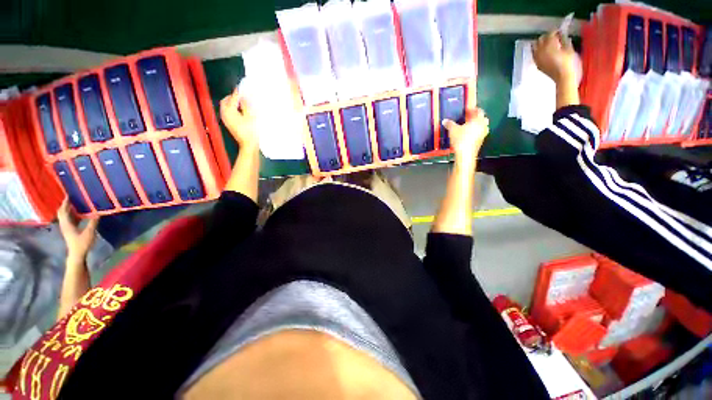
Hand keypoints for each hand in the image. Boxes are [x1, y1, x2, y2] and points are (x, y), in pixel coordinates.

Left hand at [57, 198, 98, 263]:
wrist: (77, 254)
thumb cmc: (82, 243)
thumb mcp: (89, 233)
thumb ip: (93, 222)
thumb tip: (98, 213)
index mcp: (67, 223)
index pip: (64, 210)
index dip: (65, 202)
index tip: (69, 195)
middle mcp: (64, 224)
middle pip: (62, 212)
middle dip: (65, 205)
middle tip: (71, 198)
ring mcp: (66, 228)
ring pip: (65, 216)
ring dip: (68, 209)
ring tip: (75, 204)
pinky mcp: (69, 230)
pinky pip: (69, 219)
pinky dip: (72, 214)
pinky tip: (79, 214)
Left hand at [220, 87, 257, 147]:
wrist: (248, 144)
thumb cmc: (250, 131)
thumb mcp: (251, 116)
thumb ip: (246, 104)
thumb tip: (244, 96)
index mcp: (229, 110)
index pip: (233, 98)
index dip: (238, 93)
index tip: (243, 88)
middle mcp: (224, 113)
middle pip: (225, 101)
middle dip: (233, 97)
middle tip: (242, 96)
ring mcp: (225, 119)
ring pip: (226, 106)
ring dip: (232, 103)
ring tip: (242, 103)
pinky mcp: (228, 123)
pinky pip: (228, 112)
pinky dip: (233, 109)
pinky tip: (240, 111)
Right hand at [443, 108, 488, 168]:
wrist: (465, 154)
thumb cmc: (460, 139)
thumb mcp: (452, 130)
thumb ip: (449, 124)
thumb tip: (445, 121)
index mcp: (478, 120)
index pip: (478, 111)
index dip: (473, 109)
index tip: (468, 109)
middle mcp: (483, 126)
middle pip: (482, 118)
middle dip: (477, 117)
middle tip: (469, 117)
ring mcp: (483, 134)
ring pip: (482, 126)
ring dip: (477, 125)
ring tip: (469, 126)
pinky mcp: (481, 141)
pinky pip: (480, 133)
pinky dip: (476, 132)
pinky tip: (468, 135)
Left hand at [532, 31, 575, 84]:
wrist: (562, 77)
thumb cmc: (568, 62)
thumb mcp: (568, 49)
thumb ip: (564, 40)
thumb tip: (562, 36)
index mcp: (549, 45)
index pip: (549, 34)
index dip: (555, 31)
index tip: (559, 31)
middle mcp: (540, 51)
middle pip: (540, 39)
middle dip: (546, 36)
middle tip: (554, 37)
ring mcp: (537, 58)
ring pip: (535, 47)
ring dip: (540, 43)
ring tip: (548, 44)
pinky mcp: (537, 64)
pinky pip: (534, 55)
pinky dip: (538, 51)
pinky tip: (543, 52)